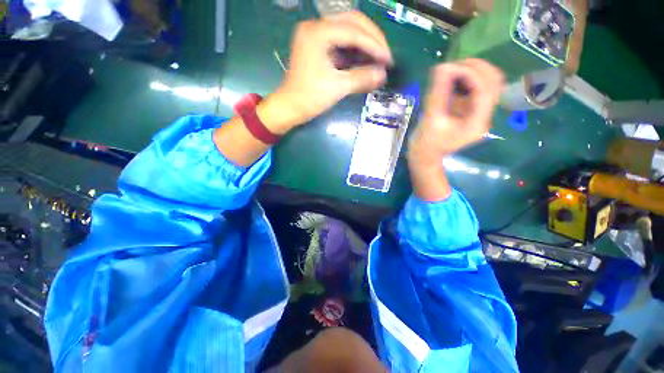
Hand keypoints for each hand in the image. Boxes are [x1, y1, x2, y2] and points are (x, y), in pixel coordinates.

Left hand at [262, 11, 392, 132]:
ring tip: (378, 58)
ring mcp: (316, 35)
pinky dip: (355, 50)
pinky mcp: (318, 45)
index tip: (389, 60)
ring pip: (348, 29)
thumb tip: (384, 75)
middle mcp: (316, 27)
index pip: (353, 31)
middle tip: (385, 56)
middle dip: (372, 38)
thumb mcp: (337, 88)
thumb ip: (361, 79)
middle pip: (352, 22)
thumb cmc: (310, 98)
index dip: (374, 45)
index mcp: (317, 33)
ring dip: (365, 43)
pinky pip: (341, 41)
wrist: (290, 107)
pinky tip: (365, 60)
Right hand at [408, 59, 503, 165]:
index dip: (470, 73)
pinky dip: (468, 79)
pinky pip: (478, 87)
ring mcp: (480, 112)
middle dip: (475, 68)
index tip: (449, 68)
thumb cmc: (426, 143)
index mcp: (477, 122)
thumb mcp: (430, 119)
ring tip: (452, 72)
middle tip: (452, 67)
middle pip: (494, 81)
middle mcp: (485, 116)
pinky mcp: (473, 110)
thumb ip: (437, 93)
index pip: (485, 89)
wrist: (426, 156)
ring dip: (473, 71)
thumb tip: (442, 67)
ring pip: (489, 82)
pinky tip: (453, 80)